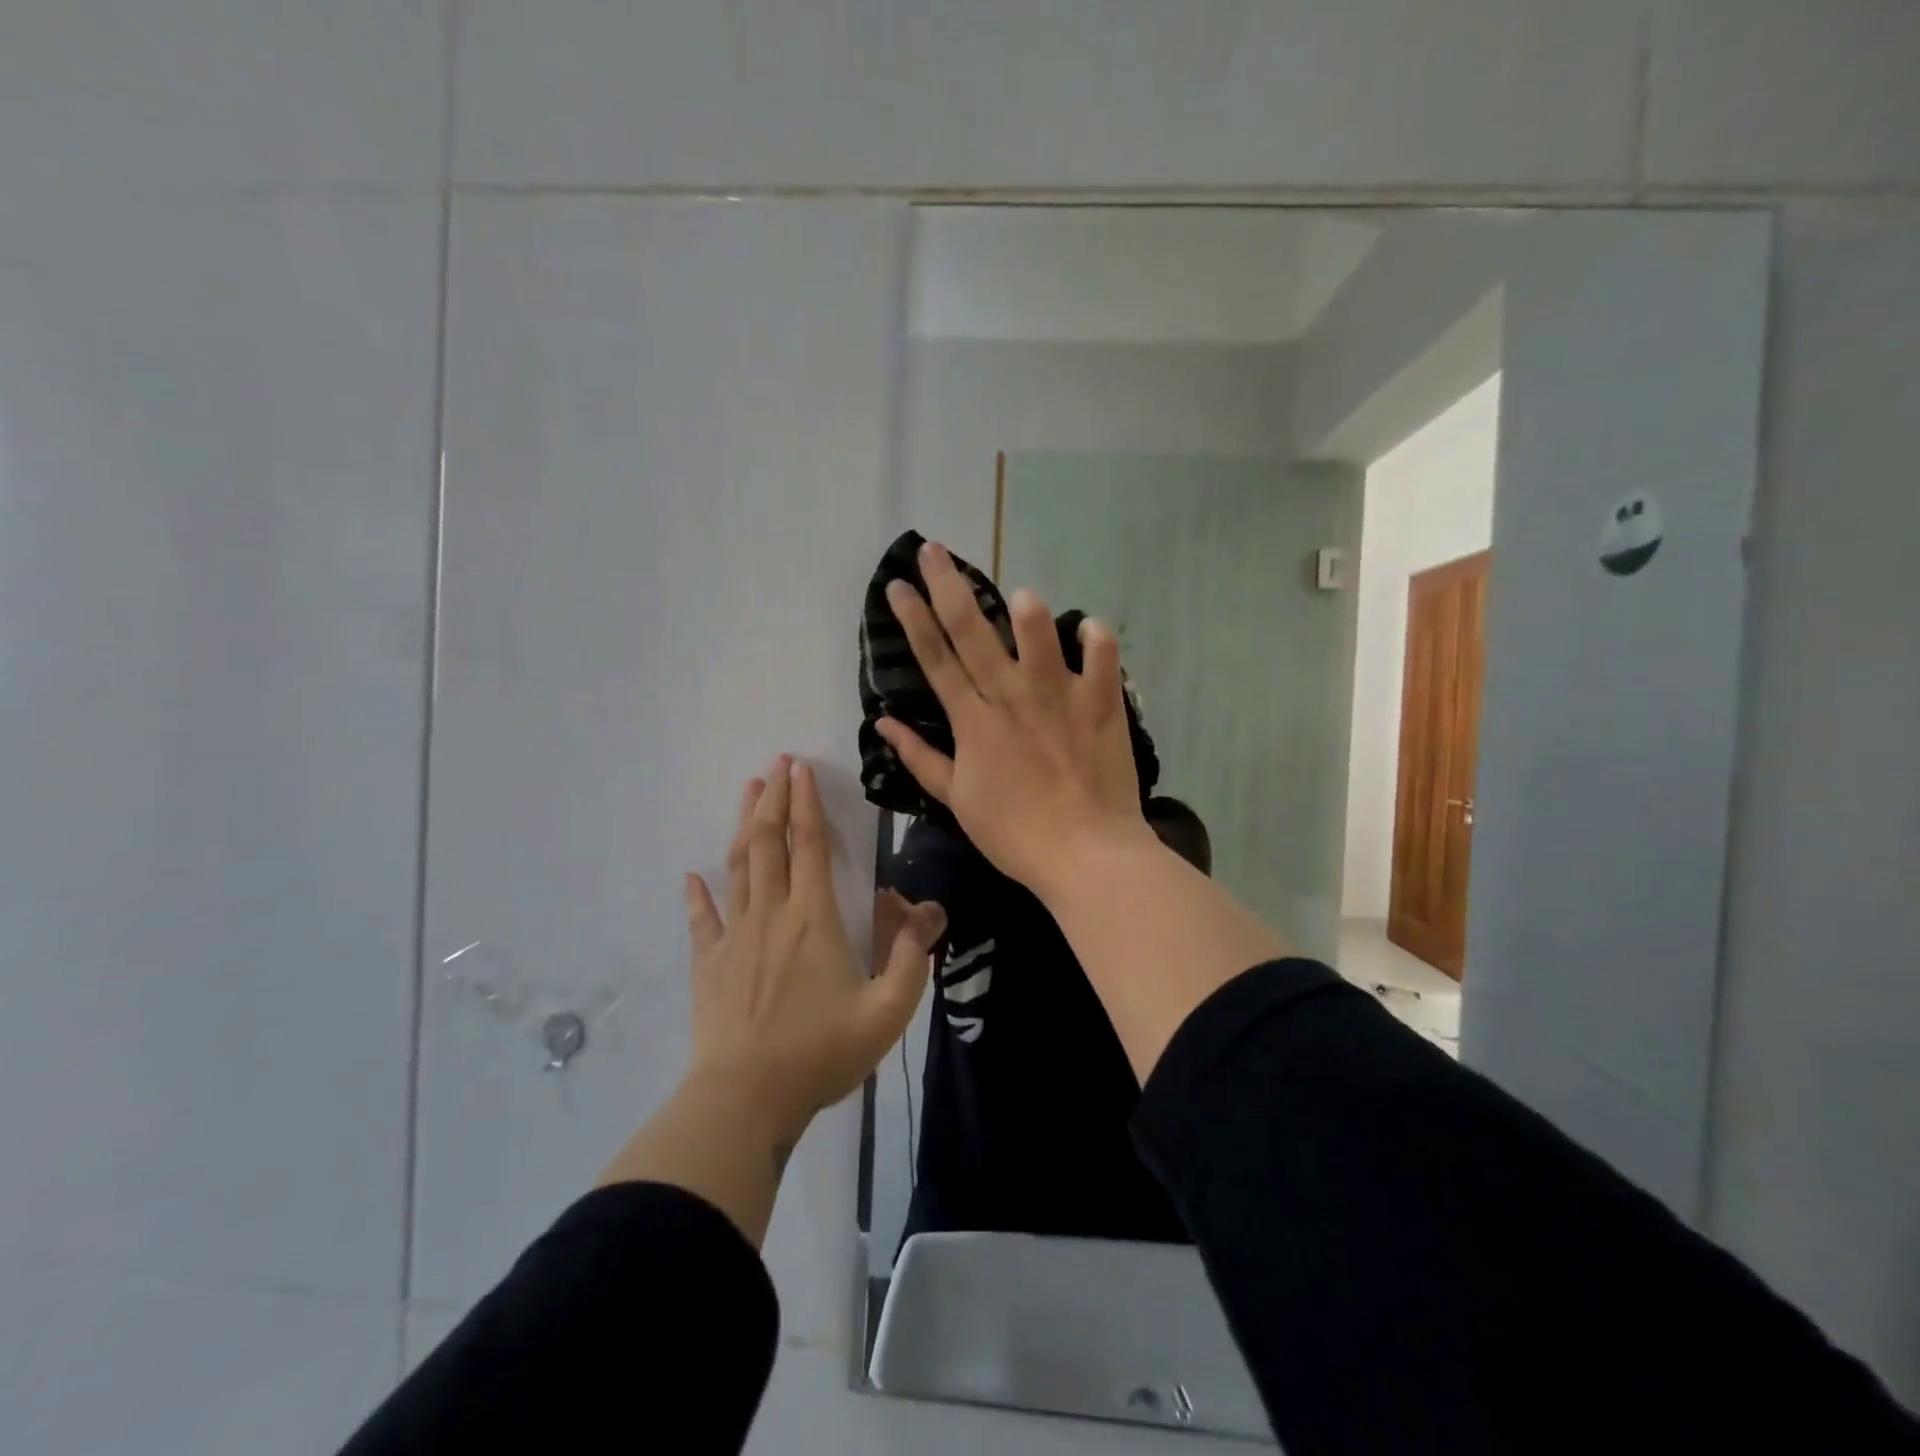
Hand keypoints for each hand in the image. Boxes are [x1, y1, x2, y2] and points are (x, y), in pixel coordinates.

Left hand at [683, 756, 946, 1141]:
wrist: (747, 1098)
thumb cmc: (821, 1052)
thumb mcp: (888, 1011)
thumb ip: (913, 957)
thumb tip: (926, 911)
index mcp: (815, 918)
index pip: (811, 845)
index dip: (806, 803)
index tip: (801, 768)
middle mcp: (772, 913)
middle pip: (770, 842)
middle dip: (773, 798)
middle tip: (775, 764)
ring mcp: (734, 936)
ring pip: (738, 866)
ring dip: (743, 825)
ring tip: (747, 792)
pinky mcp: (708, 963)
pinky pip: (702, 919)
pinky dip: (697, 894)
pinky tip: (692, 876)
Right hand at [877, 541, 1154, 895]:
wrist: (1084, 854)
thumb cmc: (1015, 833)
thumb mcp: (957, 800)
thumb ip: (921, 758)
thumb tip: (883, 723)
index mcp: (973, 721)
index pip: (935, 660)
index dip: (913, 619)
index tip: (897, 585)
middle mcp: (1010, 698)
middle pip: (973, 633)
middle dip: (948, 587)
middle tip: (932, 549)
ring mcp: (1057, 698)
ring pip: (1038, 637)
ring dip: (1027, 611)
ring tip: (1018, 592)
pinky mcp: (1100, 705)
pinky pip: (1102, 661)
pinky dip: (1098, 640)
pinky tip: (1089, 625)